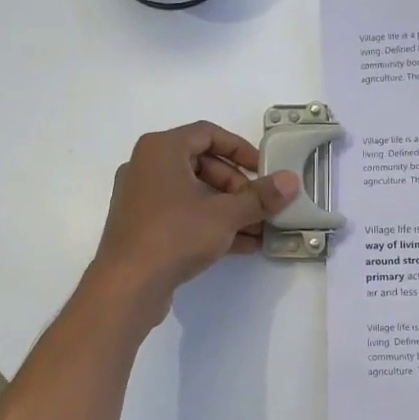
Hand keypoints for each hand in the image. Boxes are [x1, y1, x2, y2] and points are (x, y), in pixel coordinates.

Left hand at [87, 122, 299, 327]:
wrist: (128, 285)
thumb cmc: (175, 234)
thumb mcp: (225, 214)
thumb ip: (260, 196)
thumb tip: (290, 181)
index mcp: (161, 149)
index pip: (208, 134)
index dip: (241, 149)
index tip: (264, 170)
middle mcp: (147, 166)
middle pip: (203, 165)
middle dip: (238, 187)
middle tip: (260, 206)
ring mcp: (142, 198)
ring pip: (195, 194)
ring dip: (229, 209)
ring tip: (260, 230)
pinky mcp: (143, 226)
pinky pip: (183, 215)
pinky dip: (210, 224)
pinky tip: (243, 245)